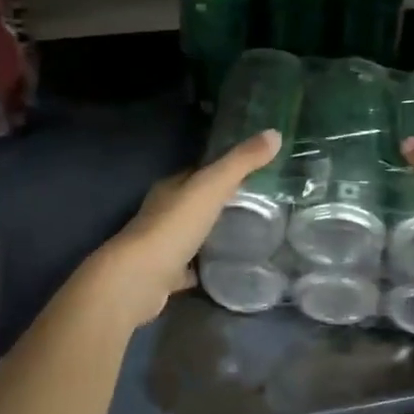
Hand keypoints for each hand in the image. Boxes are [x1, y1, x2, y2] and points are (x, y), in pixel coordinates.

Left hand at [89, 129, 283, 325]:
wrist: (138, 280)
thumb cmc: (174, 226)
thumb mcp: (212, 187)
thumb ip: (242, 162)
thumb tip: (275, 133)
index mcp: (171, 187)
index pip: (200, 172)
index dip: (224, 169)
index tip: (254, 171)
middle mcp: (163, 212)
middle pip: (196, 202)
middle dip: (222, 201)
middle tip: (259, 203)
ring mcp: (162, 245)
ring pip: (193, 233)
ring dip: (214, 232)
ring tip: (250, 233)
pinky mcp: (165, 275)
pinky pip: (191, 267)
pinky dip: (207, 265)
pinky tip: (228, 266)